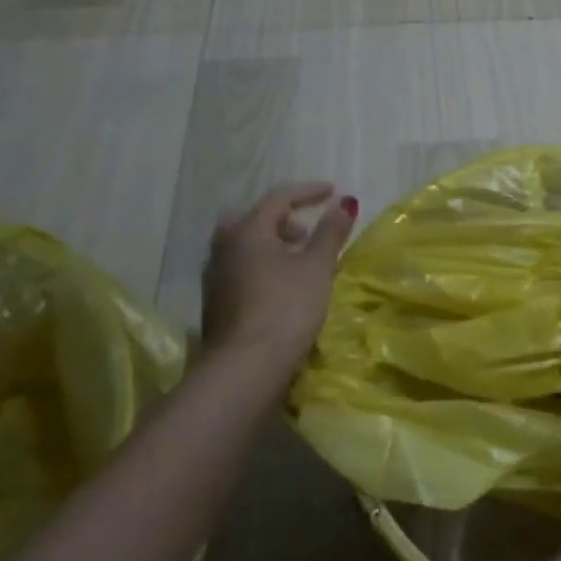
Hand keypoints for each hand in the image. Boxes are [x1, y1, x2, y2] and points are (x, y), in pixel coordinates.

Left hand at [202, 183, 357, 368]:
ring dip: (273, 242)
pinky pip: (241, 267)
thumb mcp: (317, 266)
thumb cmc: (286, 307)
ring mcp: (215, 277)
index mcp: (247, 231)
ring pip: (245, 245)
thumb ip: (330, 232)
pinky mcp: (216, 303)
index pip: (278, 198)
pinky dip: (263, 263)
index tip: (332, 191)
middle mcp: (224, 247)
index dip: (308, 191)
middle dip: (284, 218)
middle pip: (254, 219)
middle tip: (307, 229)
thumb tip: (344, 203)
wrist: (244, 369)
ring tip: (300, 258)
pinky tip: (282, 284)